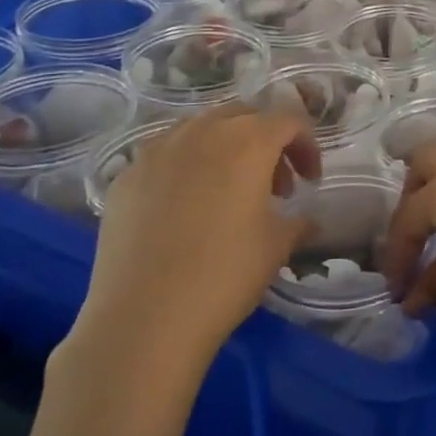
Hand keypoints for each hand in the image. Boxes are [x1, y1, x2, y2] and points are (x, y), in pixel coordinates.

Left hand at [68, 105, 317, 387]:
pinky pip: (164, 155)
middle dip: (266, 142)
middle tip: (275, 186)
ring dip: (224, 148)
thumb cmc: (225, 275)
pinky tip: (185, 207)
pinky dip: (185, 167)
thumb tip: (307, 222)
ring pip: (200, 129)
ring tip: (228, 191)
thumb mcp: (277, 247)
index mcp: (248, 141)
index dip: (306, 147)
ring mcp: (157, 151)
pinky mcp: (126, 176)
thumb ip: (298, 223)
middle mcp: (203, 132)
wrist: (144, 319)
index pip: (288, 122)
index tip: (310, 182)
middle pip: (244, 116)